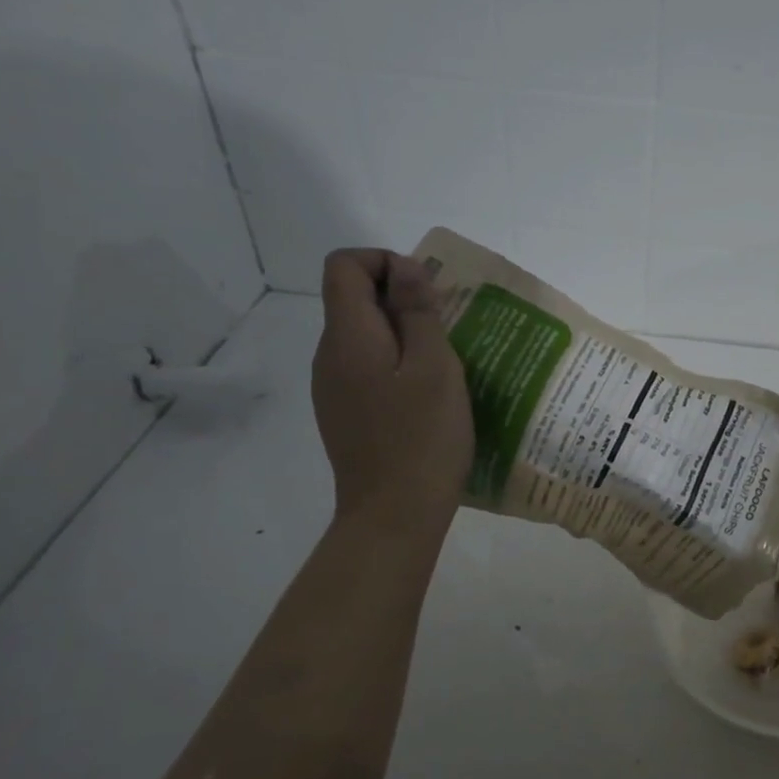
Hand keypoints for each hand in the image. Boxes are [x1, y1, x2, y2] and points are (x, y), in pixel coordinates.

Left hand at [311, 250, 472, 533]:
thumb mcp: (436, 367)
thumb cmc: (423, 438)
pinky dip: (396, 365)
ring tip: (446, 364)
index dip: (385, 262)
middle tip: (448, 329)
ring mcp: (333, 388)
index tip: (427, 294)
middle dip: (401, 299)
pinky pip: (367, 368)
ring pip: (364, 336)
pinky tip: (427, 396)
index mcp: (348, 337)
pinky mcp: (345, 414)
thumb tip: (405, 267)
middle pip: (352, 299)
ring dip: (403, 335)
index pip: (344, 266)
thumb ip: (418, 312)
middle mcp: (330, 356)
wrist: (394, 516)